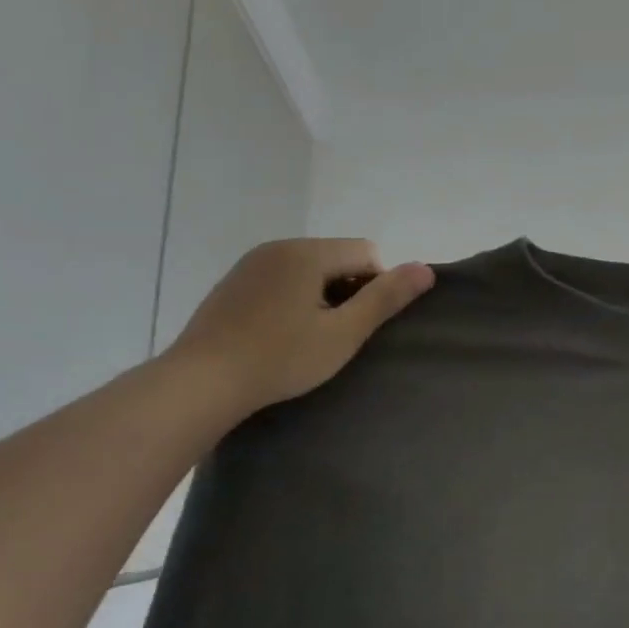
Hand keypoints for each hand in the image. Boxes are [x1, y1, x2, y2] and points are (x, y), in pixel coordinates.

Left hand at [170, 238, 434, 413]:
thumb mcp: (342, 334)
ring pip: (305, 270)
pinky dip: (289, 301)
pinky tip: (276, 337)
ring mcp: (249, 264)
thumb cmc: (280, 359)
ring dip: (318, 298)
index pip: (365, 252)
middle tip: (333, 337)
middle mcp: (277, 247)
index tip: (357, 326)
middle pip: (334, 258)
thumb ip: (385, 299)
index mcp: (307, 252)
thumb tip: (426, 269)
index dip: (374, 288)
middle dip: (345, 291)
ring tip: (304, 340)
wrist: (202, 381)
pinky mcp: (231, 285)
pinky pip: (277, 281)